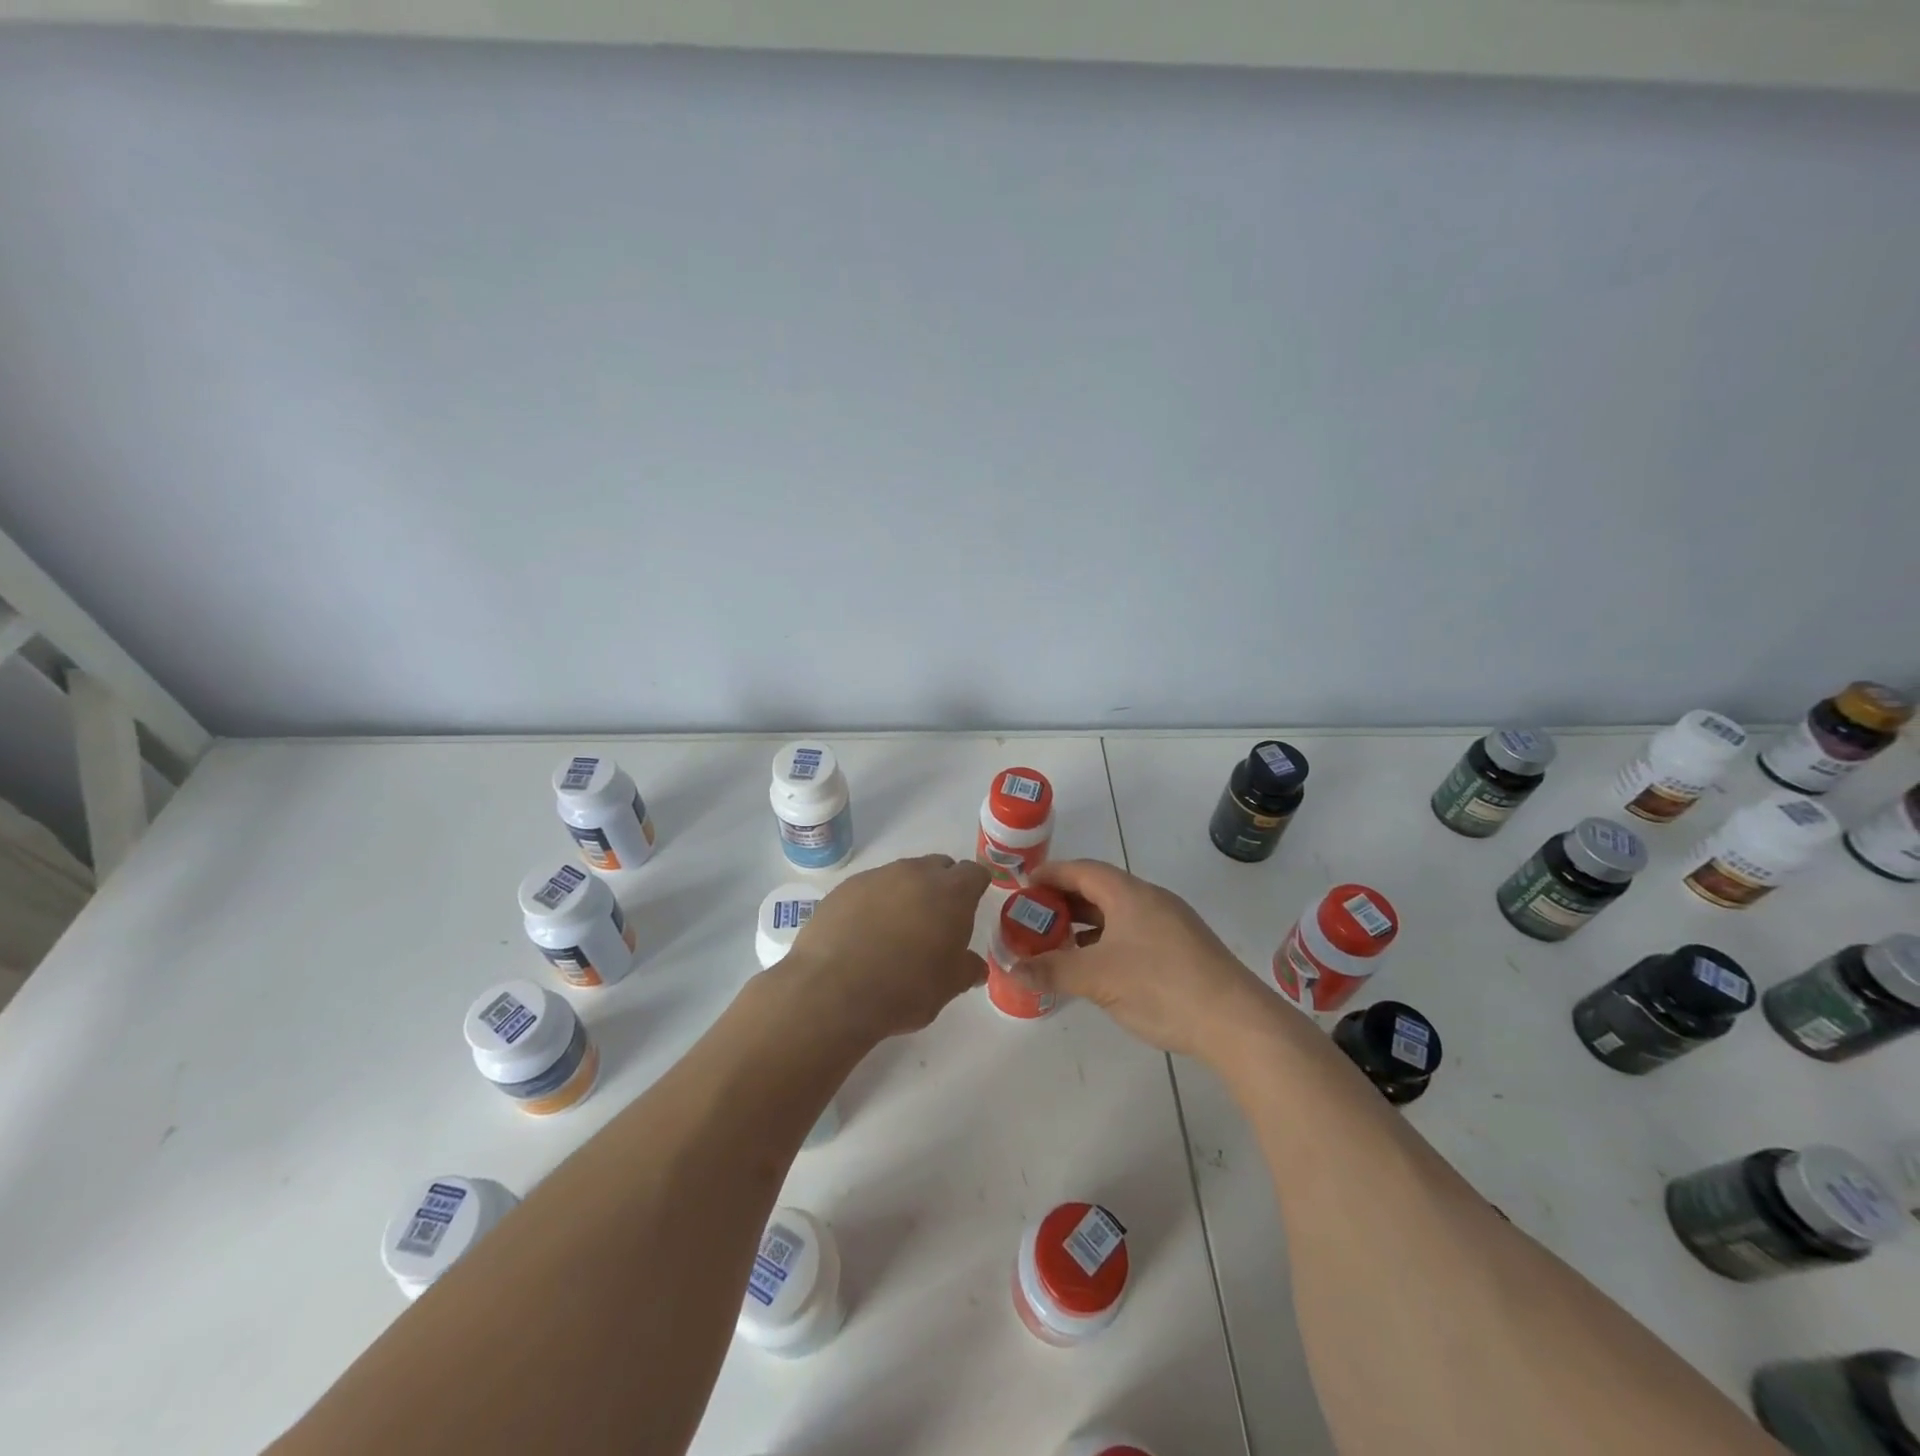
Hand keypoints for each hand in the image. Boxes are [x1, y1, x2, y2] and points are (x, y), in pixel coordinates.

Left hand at [781, 854, 991, 1043]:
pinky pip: (869, 888)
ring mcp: (876, 877)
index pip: (974, 873)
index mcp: (951, 892)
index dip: (975, 888)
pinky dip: (873, 904)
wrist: (833, 991)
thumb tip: (975, 966)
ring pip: (901, 875)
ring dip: (905, 894)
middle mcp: (915, 873)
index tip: (970, 909)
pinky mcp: (844, 888)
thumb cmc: (905, 988)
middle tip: (935, 921)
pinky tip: (863, 934)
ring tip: (895, 931)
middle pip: (938, 867)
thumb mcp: (948, 987)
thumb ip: (967, 969)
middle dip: (941, 887)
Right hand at [1013, 859, 1274, 1060]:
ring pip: (1117, 914)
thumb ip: (1052, 970)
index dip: (1050, 874)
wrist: (1235, 1021)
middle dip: (1063, 902)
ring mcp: (1170, 924)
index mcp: (1128, 894)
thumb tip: (1011, 968)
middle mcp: (1150, 900)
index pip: (1081, 870)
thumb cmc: (1160, 986)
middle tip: (1033, 919)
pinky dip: (1107, 942)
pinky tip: (1097, 968)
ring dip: (1085, 925)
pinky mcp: (1182, 950)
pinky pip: (1133, 933)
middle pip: (1098, 889)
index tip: (1023, 885)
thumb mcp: (1097, 978)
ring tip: (1058, 944)